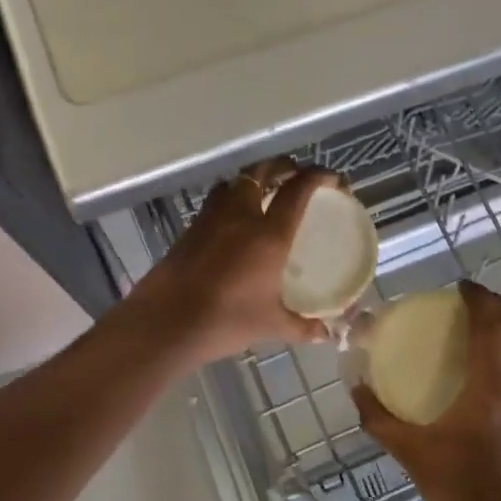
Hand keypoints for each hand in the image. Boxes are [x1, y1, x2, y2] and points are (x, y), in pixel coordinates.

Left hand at [126, 159, 345, 362]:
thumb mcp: (270, 325)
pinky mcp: (191, 228)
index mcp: (268, 234)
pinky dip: (231, 199)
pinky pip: (216, 201)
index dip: (319, 176)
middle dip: (285, 167)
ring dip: (253, 179)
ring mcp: (212, 218)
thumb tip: (326, 333)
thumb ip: (301, 326)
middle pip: (263, 171)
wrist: (166, 321)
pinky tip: (234, 222)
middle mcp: (241, 215)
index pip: (298, 189)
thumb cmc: (225, 320)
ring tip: (264, 193)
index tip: (333, 179)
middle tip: (298, 177)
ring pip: (235, 182)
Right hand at [354, 281, 500, 500]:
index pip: (490, 328)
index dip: (478, 301)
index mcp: (491, 390)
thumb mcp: (412, 454)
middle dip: (498, 306)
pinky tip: (489, 376)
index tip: (461, 286)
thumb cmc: (461, 491)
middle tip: (473, 298)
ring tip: (481, 329)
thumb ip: (380, 419)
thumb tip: (356, 389)